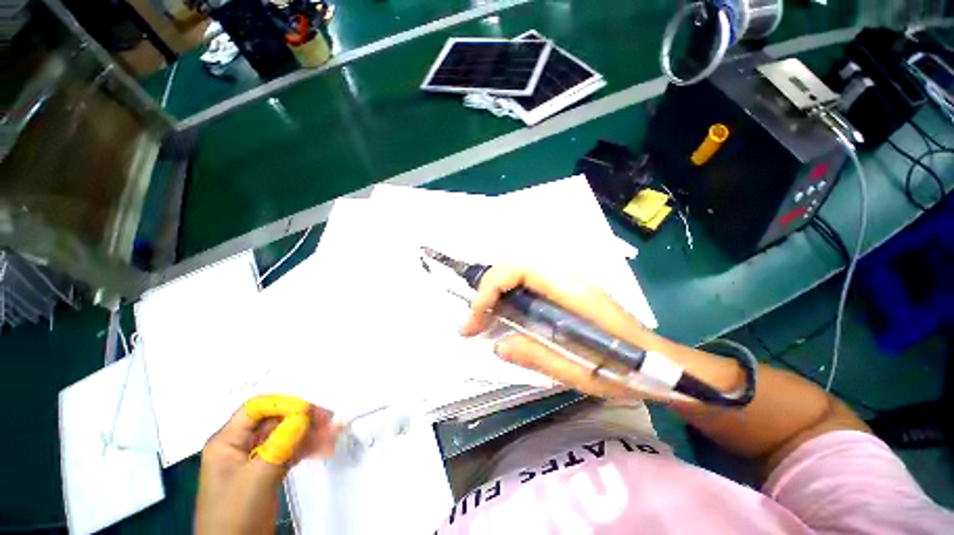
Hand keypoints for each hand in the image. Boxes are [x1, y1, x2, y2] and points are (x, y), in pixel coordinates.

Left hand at [195, 396, 339, 533]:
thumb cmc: (236, 513)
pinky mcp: (268, 471)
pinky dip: (307, 447)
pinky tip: (324, 446)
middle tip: (328, 418)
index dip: (283, 404)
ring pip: (286, 435)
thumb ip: (282, 441)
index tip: (308, 410)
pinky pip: (290, 450)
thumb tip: (305, 413)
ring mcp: (255, 459)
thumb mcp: (258, 476)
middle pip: (275, 420)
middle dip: (303, 418)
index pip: (257, 408)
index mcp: (227, 442)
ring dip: (310, 432)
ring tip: (332, 433)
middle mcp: (241, 445)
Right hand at [459, 265, 659, 399]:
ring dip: (495, 289)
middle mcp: (568, 275)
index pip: (518, 270)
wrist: (657, 361)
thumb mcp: (580, 374)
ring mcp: (568, 278)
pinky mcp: (566, 286)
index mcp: (572, 291)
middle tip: (474, 321)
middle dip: (486, 289)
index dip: (489, 290)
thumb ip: (537, 357)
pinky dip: (508, 291)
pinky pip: (528, 279)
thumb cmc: (625, 370)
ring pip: (519, 269)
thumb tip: (496, 346)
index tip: (474, 321)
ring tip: (483, 317)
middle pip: (514, 263)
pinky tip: (505, 312)